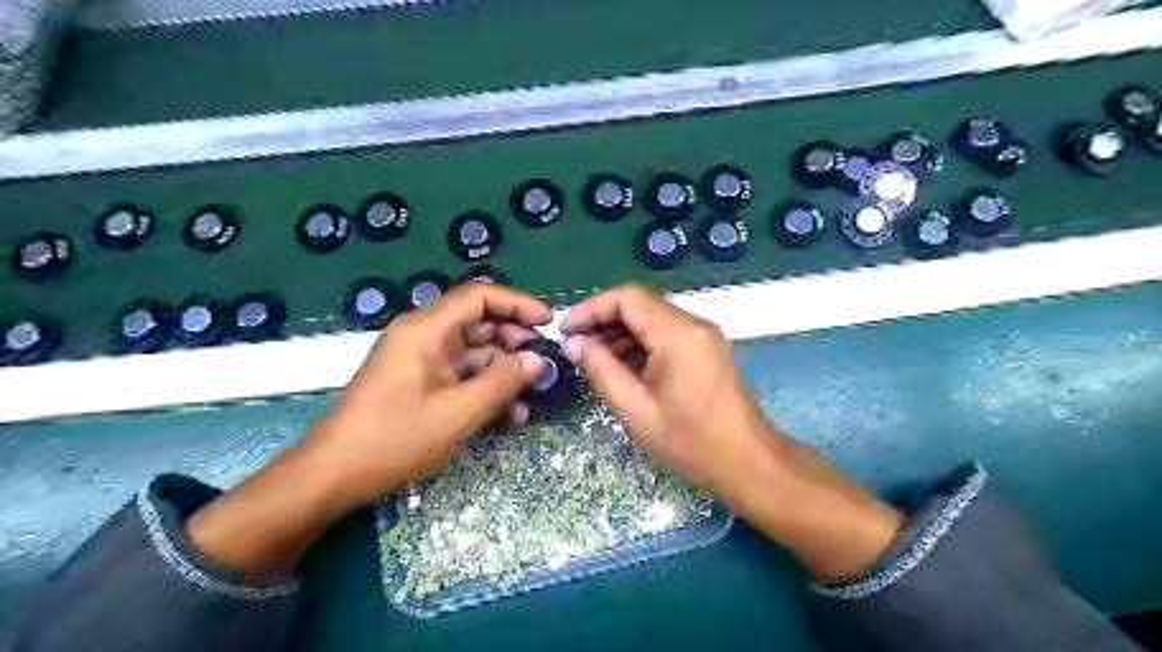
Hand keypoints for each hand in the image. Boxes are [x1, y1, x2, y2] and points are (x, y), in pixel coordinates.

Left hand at [297, 282, 553, 509]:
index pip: (479, 296)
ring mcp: (422, 363)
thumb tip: (538, 360)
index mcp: (427, 329)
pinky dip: (485, 392)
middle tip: (544, 365)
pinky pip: (461, 379)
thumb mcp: (458, 412)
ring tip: (533, 397)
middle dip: (516, 343)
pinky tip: (510, 417)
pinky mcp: (421, 386)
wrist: (332, 476)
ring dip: (504, 374)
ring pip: (475, 355)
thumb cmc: (394, 438)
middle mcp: (424, 337)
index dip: (517, 304)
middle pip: (480, 325)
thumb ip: (503, 382)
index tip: (548, 323)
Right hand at [559, 281, 900, 576]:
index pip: (627, 297)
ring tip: (593, 359)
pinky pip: (666, 333)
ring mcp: (703, 334)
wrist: (749, 462)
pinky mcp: (706, 347)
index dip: (591, 308)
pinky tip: (622, 366)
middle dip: (603, 320)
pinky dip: (640, 342)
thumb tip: (575, 343)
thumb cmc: (691, 442)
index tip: (565, 330)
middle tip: (575, 347)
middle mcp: (693, 323)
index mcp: (678, 334)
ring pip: (652, 317)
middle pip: (639, 303)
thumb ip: (602, 370)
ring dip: (620, 332)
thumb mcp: (636, 410)